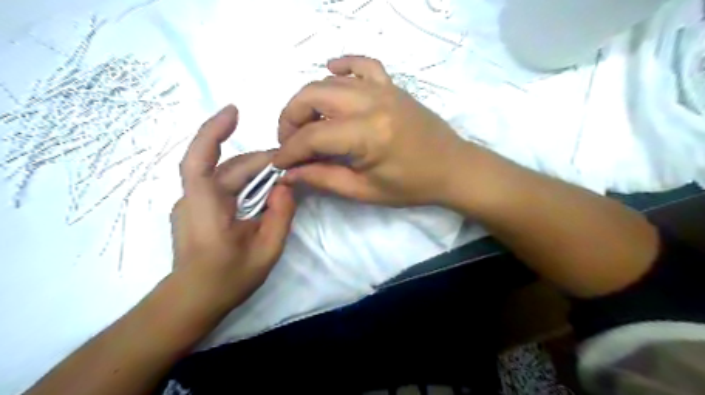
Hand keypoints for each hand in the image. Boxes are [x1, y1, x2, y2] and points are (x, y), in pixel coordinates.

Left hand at [172, 104, 295, 311]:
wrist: (192, 302)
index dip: (213, 131)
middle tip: (291, 165)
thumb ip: (280, 215)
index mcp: (205, 206)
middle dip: (259, 162)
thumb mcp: (266, 250)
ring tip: (281, 176)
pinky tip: (262, 190)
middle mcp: (193, 199)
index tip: (234, 111)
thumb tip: (286, 185)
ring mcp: (193, 204)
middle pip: (226, 168)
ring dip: (253, 172)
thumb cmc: (228, 279)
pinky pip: (222, 187)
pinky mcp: (198, 210)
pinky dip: (244, 182)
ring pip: (225, 176)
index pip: (200, 159)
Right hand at [272, 54, 476, 206]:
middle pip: (312, 96)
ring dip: (309, 99)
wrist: (453, 168)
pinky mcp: (392, 85)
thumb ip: (324, 179)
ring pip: (330, 81)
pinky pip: (362, 64)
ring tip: (306, 124)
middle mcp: (372, 103)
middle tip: (290, 142)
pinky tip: (330, 72)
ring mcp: (383, 89)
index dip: (289, 150)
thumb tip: (290, 173)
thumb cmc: (412, 186)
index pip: (312, 136)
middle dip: (290, 119)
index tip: (279, 163)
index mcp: (368, 135)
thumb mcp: (365, 191)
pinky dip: (342, 66)